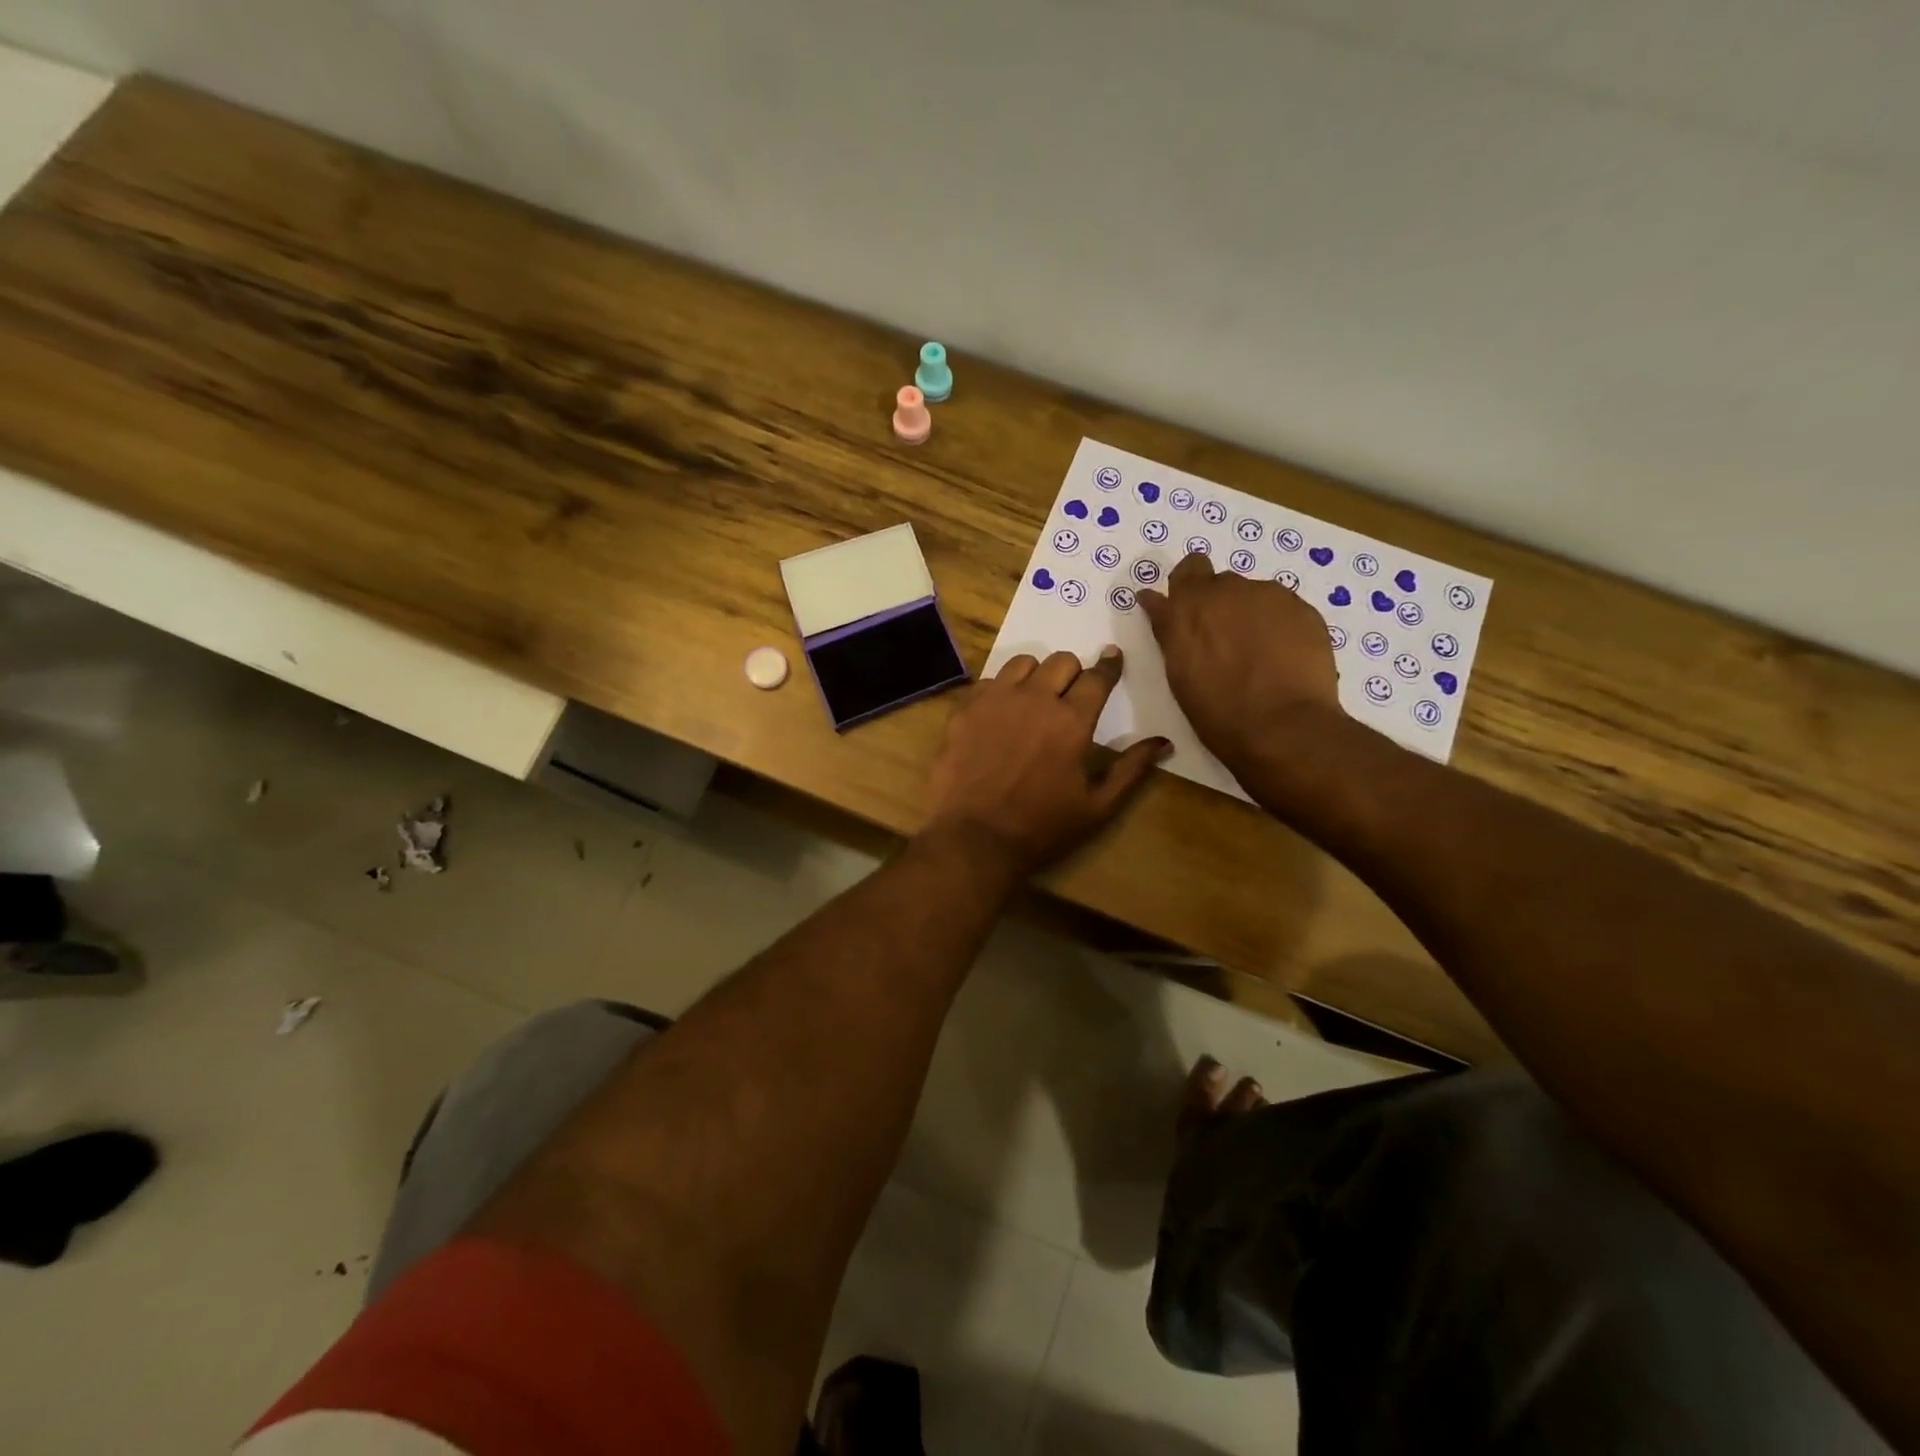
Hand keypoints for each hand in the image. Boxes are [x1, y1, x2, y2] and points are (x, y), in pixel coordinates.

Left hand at [925, 647, 1168, 876]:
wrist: (974, 839)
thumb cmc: (1042, 828)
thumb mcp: (1098, 807)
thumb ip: (1132, 769)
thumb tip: (1163, 742)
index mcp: (1072, 721)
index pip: (1097, 677)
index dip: (1108, 666)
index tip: (1112, 658)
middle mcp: (1035, 699)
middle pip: (1062, 661)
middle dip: (1072, 673)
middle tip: (1069, 695)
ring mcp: (995, 700)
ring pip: (1023, 663)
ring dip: (1035, 676)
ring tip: (1032, 700)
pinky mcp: (965, 708)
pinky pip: (988, 681)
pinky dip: (1000, 690)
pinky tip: (999, 714)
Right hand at [1140, 552, 1338, 766]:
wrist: (1282, 726)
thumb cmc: (1216, 709)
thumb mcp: (1177, 670)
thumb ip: (1167, 627)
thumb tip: (1151, 597)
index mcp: (1191, 604)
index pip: (1189, 568)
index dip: (1191, 587)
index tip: (1193, 614)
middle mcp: (1230, 589)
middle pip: (1224, 584)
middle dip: (1222, 606)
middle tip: (1225, 644)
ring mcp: (1272, 596)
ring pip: (1257, 597)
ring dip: (1253, 617)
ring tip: (1260, 656)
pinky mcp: (1305, 610)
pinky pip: (1286, 611)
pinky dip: (1281, 628)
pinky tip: (1283, 659)